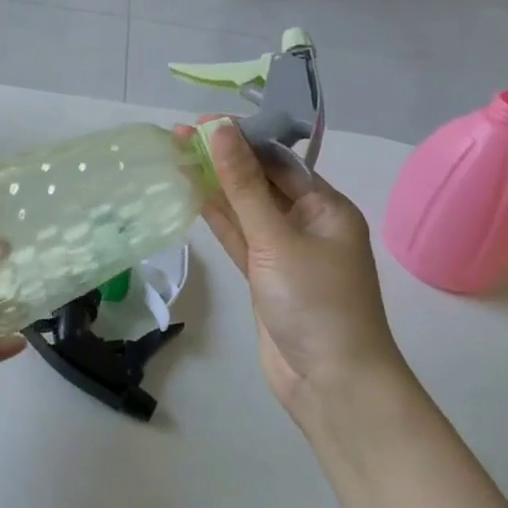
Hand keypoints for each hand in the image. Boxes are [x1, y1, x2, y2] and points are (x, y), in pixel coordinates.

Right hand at [195, 119, 402, 420]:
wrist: (332, 385)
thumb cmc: (315, 303)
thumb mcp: (276, 238)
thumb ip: (243, 185)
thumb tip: (220, 130)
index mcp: (326, 207)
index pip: (278, 160)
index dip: (241, 139)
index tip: (202, 122)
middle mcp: (307, 223)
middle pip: (259, 182)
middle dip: (222, 159)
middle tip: (178, 136)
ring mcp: (284, 252)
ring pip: (244, 209)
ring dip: (214, 186)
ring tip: (175, 156)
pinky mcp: (264, 276)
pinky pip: (238, 237)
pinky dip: (216, 218)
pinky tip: (190, 193)